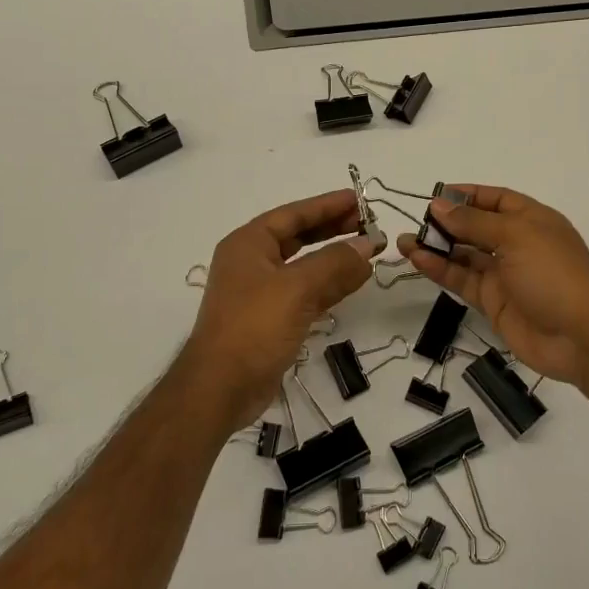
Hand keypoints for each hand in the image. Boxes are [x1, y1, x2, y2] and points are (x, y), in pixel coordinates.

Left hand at [182, 189, 384, 429]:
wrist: (220, 388)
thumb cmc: (253, 327)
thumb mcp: (297, 288)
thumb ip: (336, 263)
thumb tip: (368, 245)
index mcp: (249, 244)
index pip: (294, 214)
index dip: (327, 205)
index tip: (359, 200)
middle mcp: (252, 262)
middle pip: (298, 236)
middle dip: (333, 229)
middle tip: (368, 225)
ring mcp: (260, 292)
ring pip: (304, 265)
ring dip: (335, 258)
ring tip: (368, 251)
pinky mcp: (271, 319)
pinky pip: (305, 291)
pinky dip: (329, 284)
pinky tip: (353, 282)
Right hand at [397, 185, 588, 394]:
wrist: (580, 337)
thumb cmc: (553, 274)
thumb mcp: (515, 237)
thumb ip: (473, 222)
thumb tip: (438, 205)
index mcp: (532, 219)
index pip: (495, 199)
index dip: (467, 195)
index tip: (435, 195)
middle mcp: (517, 243)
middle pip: (476, 226)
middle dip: (446, 222)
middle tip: (415, 221)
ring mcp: (504, 274)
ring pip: (464, 254)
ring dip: (436, 247)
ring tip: (404, 242)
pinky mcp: (493, 301)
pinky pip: (462, 279)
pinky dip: (440, 270)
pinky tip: (417, 260)